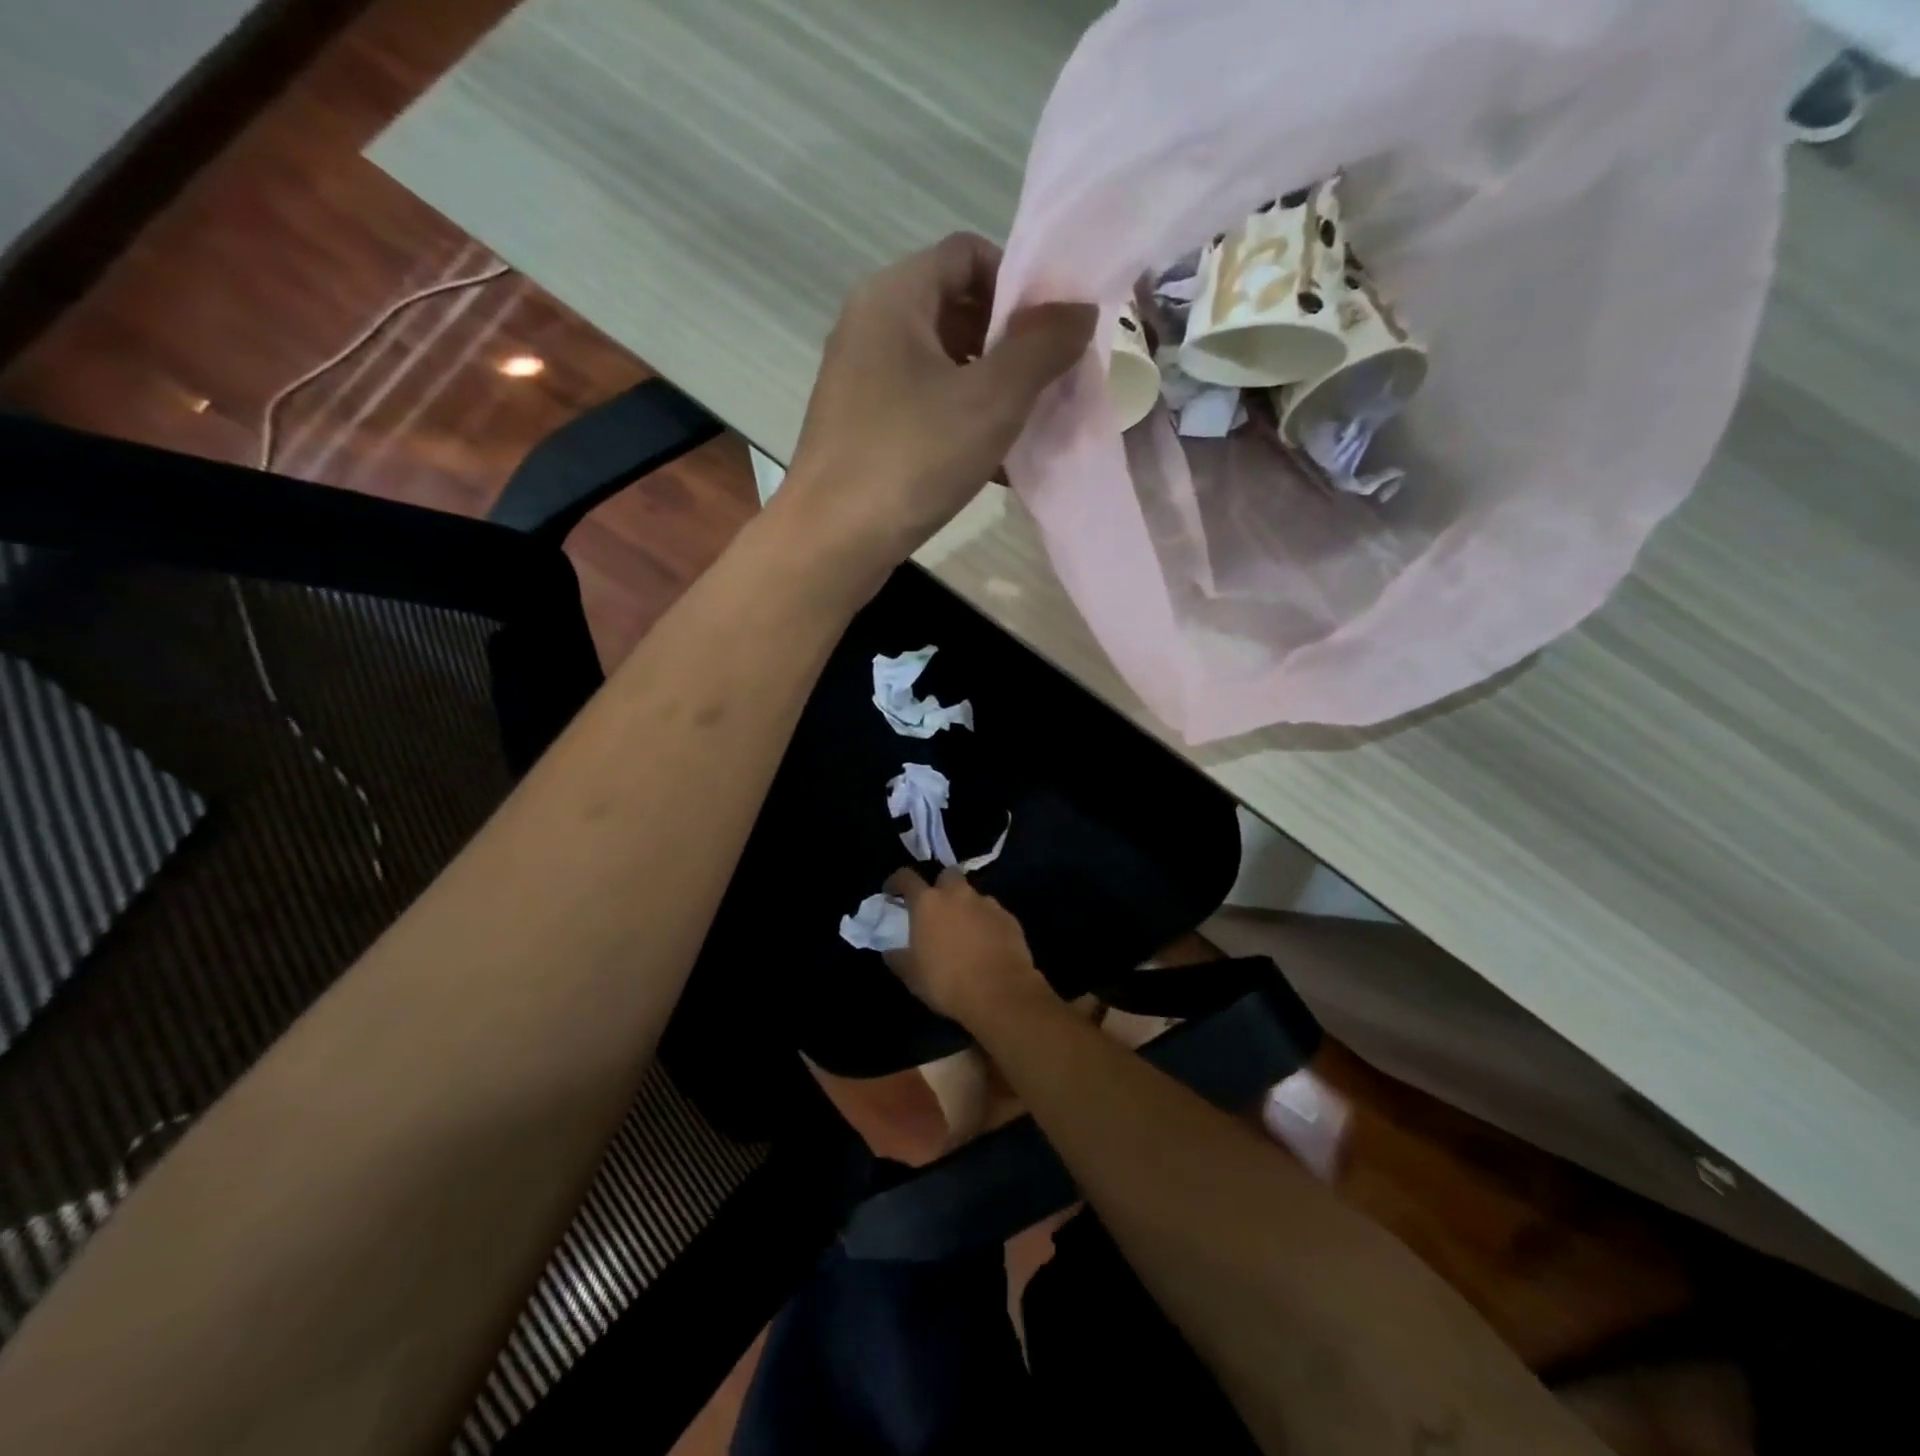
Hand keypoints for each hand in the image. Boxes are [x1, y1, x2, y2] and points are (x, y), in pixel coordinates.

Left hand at [778, 233, 1094, 583]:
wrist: (832, 542)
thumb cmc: (911, 458)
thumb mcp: (992, 399)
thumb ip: (1042, 346)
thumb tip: (1079, 308)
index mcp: (894, 296)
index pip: (967, 253)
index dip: (1019, 282)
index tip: (1053, 331)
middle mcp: (869, 326)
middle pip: (955, 309)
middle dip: (1009, 342)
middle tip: (1048, 383)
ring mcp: (860, 381)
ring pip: (941, 365)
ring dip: (989, 388)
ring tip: (1027, 428)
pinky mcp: (860, 428)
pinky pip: (922, 407)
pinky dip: (959, 423)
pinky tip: (993, 464)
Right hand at [884, 867, 1053, 1027]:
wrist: (1000, 993)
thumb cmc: (947, 982)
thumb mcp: (911, 975)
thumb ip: (898, 957)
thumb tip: (891, 950)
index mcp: (928, 902)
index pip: (906, 877)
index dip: (896, 882)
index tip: (891, 891)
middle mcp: (958, 894)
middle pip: (947, 875)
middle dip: (941, 886)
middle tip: (936, 908)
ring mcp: (987, 903)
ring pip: (972, 895)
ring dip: (965, 907)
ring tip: (964, 932)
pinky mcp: (1009, 917)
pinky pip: (992, 913)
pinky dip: (986, 923)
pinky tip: (986, 944)